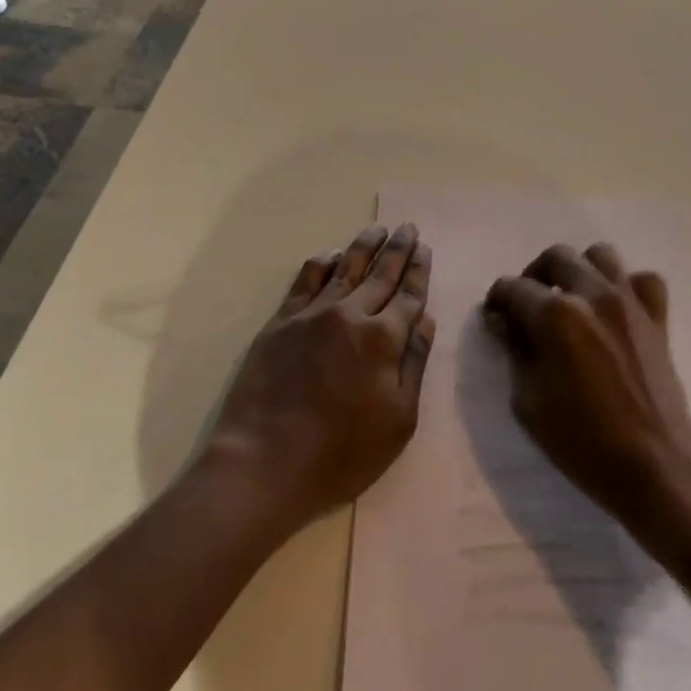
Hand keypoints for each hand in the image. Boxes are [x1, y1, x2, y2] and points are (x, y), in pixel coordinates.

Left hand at [205, 224, 435, 533]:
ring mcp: (313, 313)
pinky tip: (333, 253)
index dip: (419, 271)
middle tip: (408, 227)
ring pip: (346, 267)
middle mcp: (350, 314)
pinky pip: (306, 278)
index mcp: (383, 339)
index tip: (425, 248)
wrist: (264, 463)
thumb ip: (413, 364)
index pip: (408, 295)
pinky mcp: (282, 320)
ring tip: (378, 228)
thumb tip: (425, 319)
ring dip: (365, 245)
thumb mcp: (398, 421)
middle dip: (398, 249)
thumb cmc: (341, 454)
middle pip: (380, 273)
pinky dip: (324, 261)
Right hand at [482, 242, 690, 547]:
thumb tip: (506, 322)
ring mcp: (629, 303)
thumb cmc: (583, 443)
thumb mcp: (528, 402)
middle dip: (535, 274)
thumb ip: (515, 351)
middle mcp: (592, 295)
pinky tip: (616, 309)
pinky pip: (643, 281)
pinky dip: (627, 287)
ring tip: (572, 298)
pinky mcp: (657, 319)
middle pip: (556, 256)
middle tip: (529, 304)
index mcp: (555, 316)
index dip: (498, 299)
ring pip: (601, 256)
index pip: (514, 288)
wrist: (656, 469)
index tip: (495, 316)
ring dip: (580, 270)